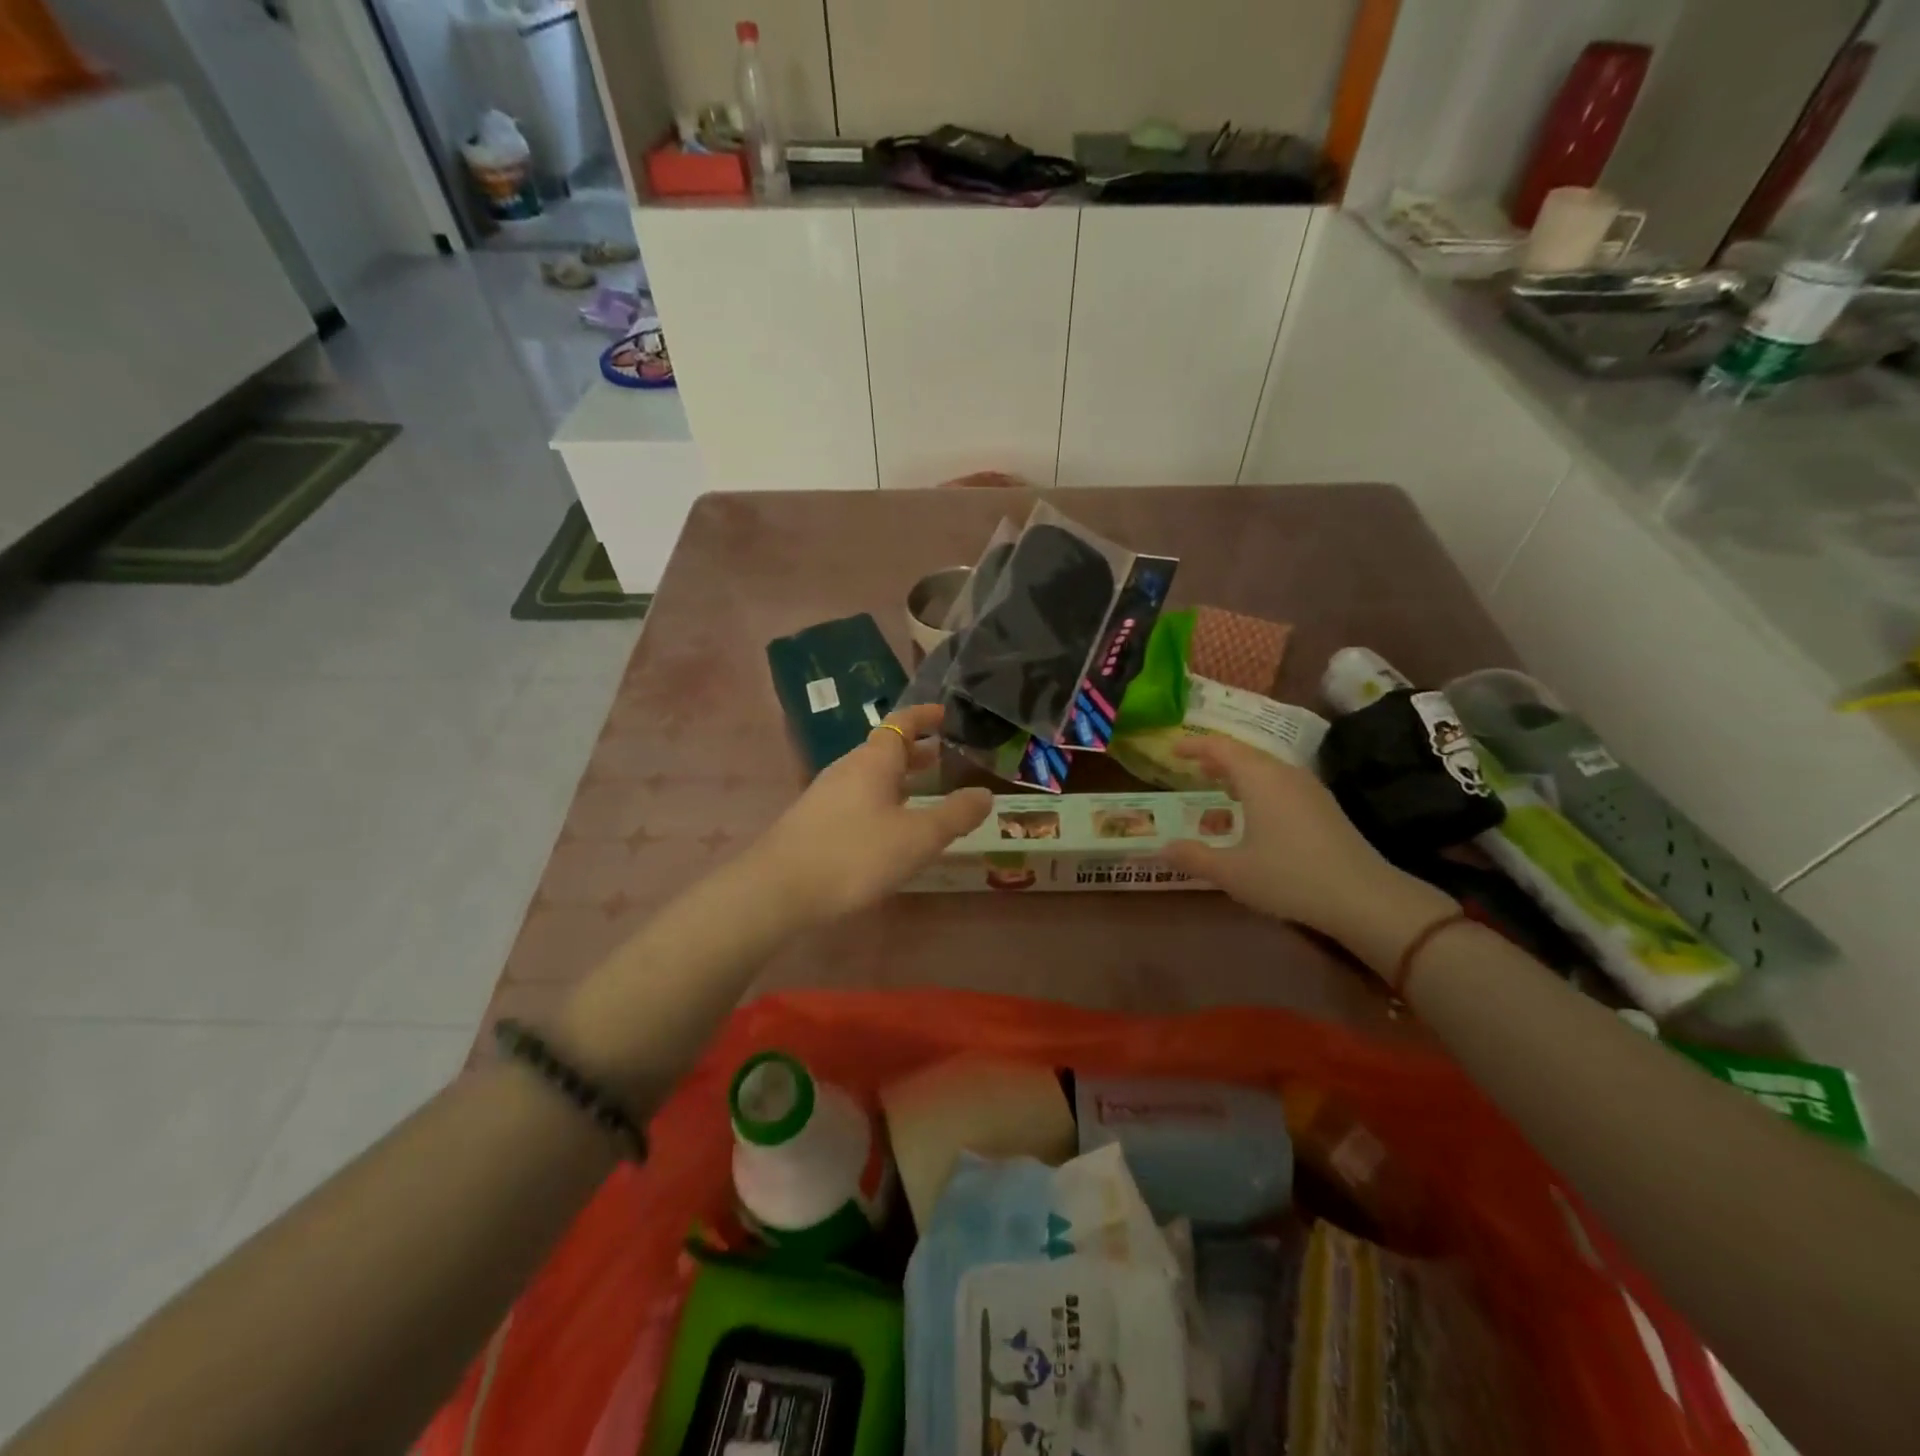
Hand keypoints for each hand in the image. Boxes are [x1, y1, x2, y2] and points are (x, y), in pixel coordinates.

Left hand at [748, 703, 992, 925]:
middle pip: (884, 749)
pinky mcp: (815, 821)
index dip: (923, 716)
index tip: (944, 713)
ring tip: (922, 791)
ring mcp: (827, 794)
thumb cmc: (855, 854)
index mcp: (873, 761)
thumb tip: (984, 795)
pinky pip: (857, 797)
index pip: (901, 723)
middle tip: (942, 755)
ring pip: (870, 776)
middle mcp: (848, 768)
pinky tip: (888, 827)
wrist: (778, 890)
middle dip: (914, 751)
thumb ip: (955, 815)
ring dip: (898, 777)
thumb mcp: (917, 837)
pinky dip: (881, 799)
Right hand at [1165, 738, 1452, 958]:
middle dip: (1216, 756)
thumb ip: (1193, 857)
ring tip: (1218, 784)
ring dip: (1239, 771)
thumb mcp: (1232, 872)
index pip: (1220, 747)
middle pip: (1245, 752)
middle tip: (1191, 766)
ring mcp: (1309, 788)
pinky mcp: (1324, 806)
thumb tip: (1161, 848)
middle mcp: (1284, 773)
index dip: (1194, 745)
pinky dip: (1258, 784)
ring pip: (1266, 767)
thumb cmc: (1289, 877)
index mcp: (1259, 778)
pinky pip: (1281, 781)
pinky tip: (1254, 809)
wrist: (1363, 897)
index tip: (1173, 750)